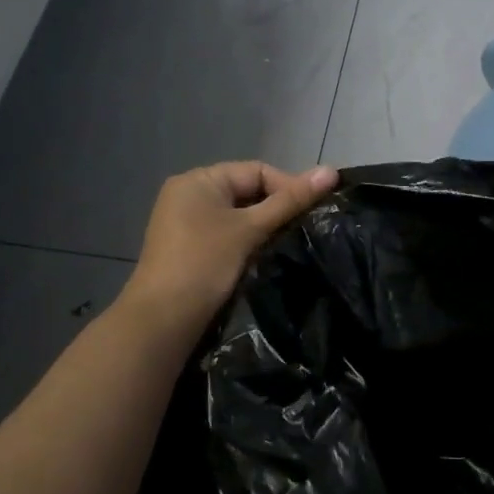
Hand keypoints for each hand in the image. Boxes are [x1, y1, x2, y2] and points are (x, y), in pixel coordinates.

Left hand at [120, 161, 338, 335]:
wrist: (162, 322)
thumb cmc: (205, 265)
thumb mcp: (250, 229)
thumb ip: (290, 200)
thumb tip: (331, 171)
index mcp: (198, 180)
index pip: (256, 171)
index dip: (289, 186)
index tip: (315, 211)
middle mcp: (187, 195)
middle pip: (246, 191)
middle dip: (276, 208)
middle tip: (307, 228)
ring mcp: (183, 223)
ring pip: (237, 216)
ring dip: (263, 228)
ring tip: (291, 243)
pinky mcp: (187, 249)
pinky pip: (225, 235)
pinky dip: (246, 242)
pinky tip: (265, 258)